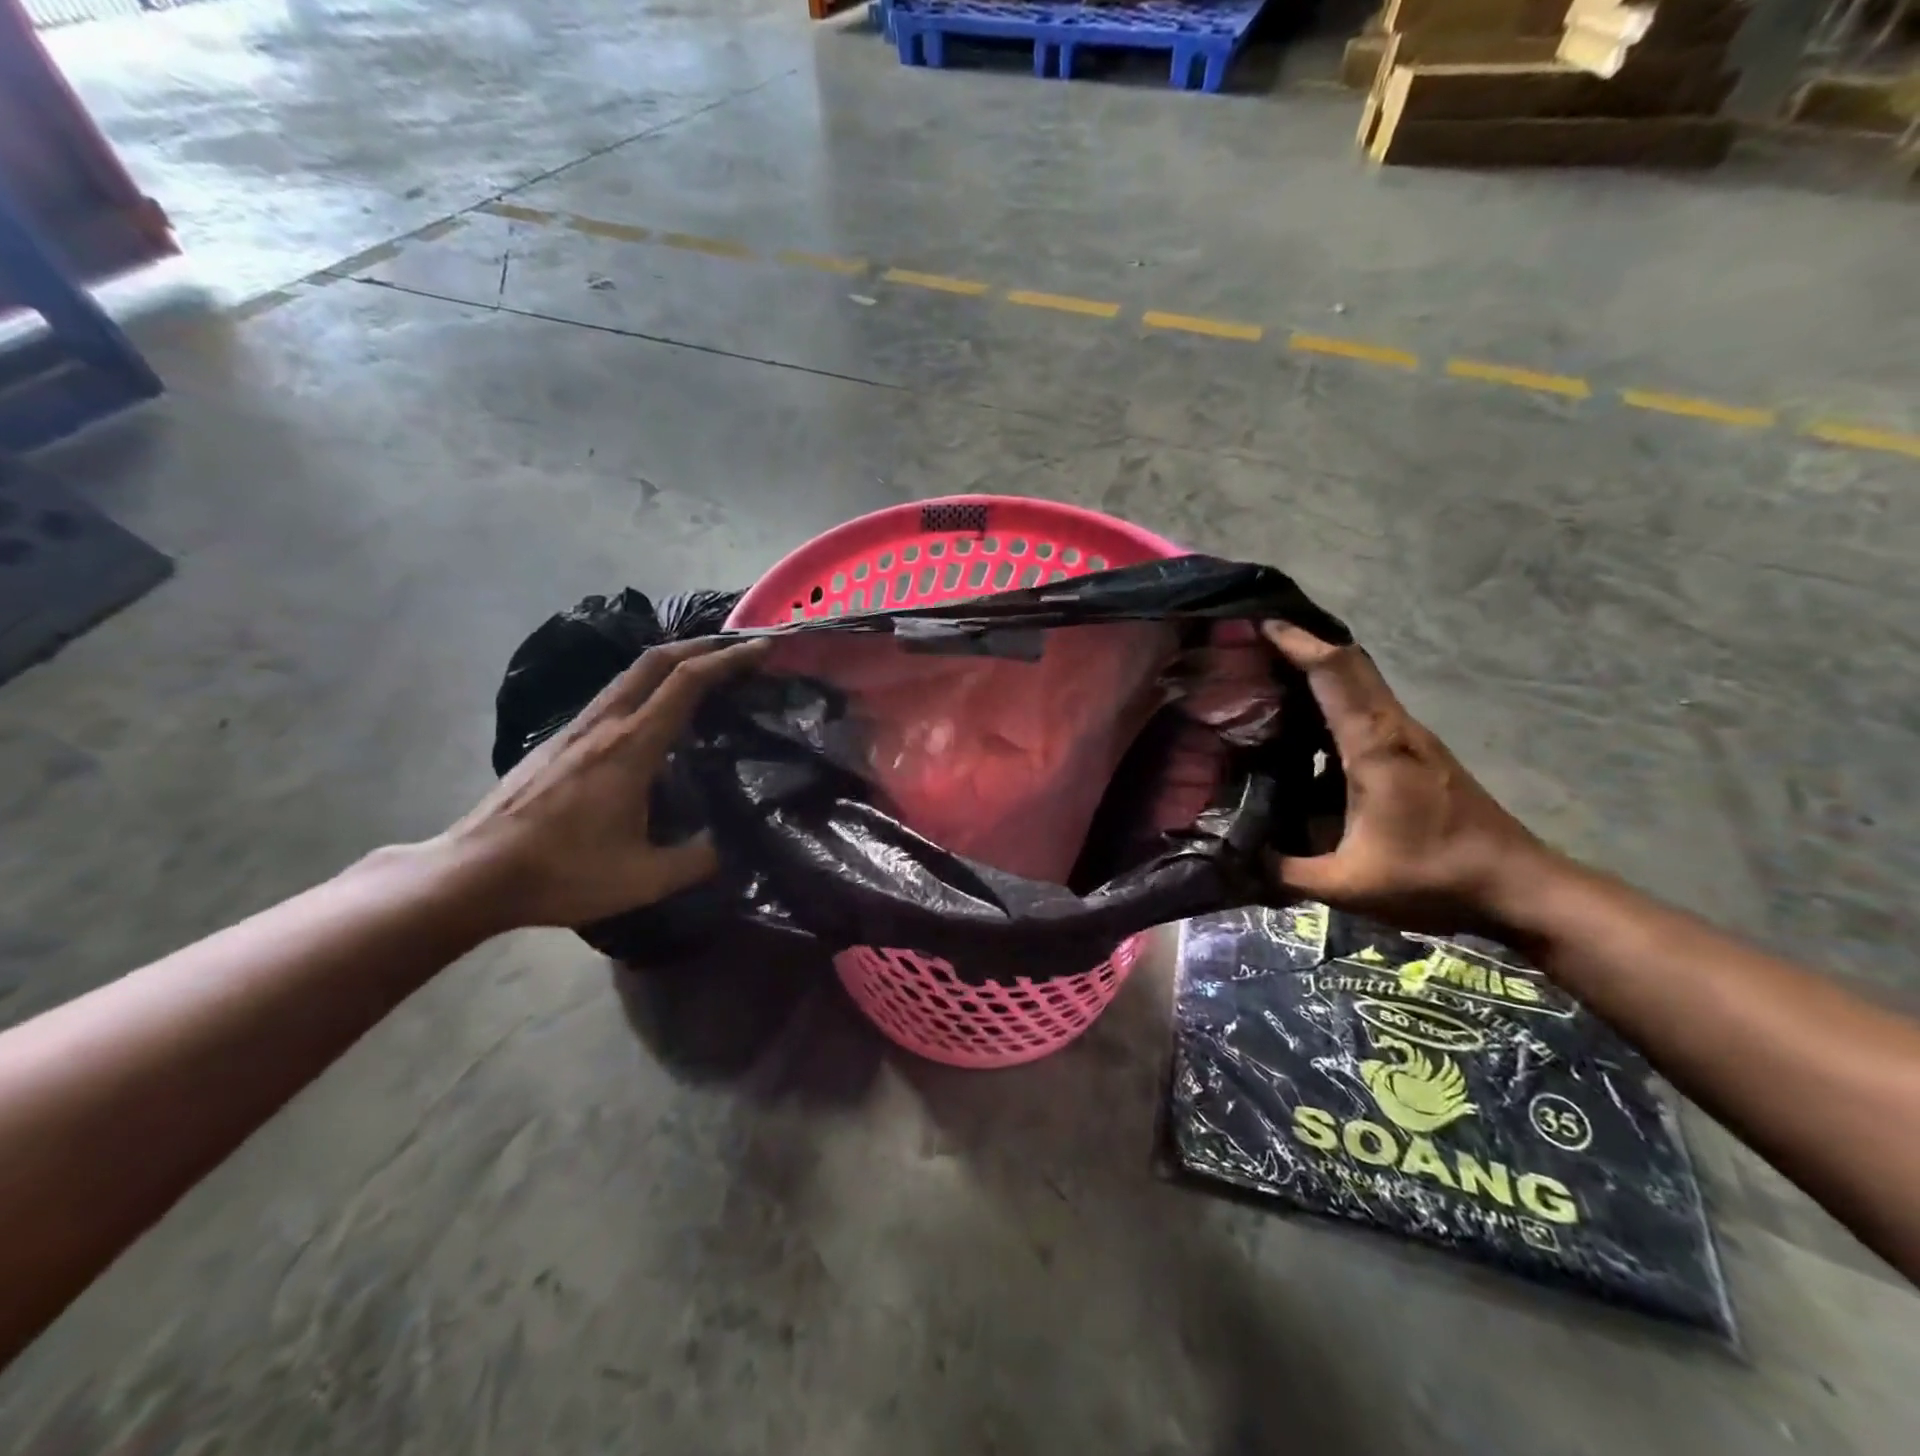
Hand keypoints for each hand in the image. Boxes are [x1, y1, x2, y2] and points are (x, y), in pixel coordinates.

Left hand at [438, 638, 767, 930]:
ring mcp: (575, 729)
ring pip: (630, 674)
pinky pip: (613, 695)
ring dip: (673, 662)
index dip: (728, 659)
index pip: (686, 682)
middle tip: (739, 650)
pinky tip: (655, 714)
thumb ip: (696, 859)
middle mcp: (603, 724)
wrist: (471, 875)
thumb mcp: (643, 879)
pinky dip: (647, 686)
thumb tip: (727, 845)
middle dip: (703, 646)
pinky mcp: (557, 741)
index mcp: (631, 747)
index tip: (763, 648)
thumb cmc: (561, 873)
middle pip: (656, 660)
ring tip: (705, 674)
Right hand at [1263, 622, 1555, 935]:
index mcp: (1374, 746)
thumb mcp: (1348, 886)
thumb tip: (1236, 858)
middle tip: (1256, 646)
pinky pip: (1368, 714)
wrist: (1517, 886)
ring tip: (1269, 685)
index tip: (1261, 624)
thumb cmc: (1433, 877)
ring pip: (1361, 688)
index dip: (1298, 644)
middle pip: (1350, 666)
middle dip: (1305, 647)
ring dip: (1320, 676)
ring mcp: (1411, 740)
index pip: (1335, 673)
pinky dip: (1333, 708)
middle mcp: (1394, 729)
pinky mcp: (1418, 756)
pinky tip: (1305, 738)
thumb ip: (1285, 873)